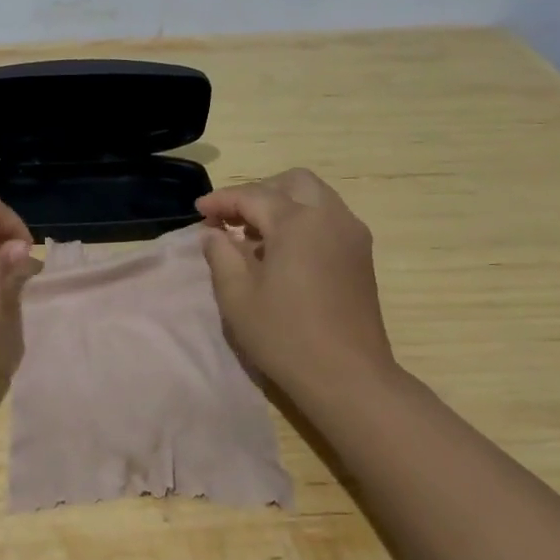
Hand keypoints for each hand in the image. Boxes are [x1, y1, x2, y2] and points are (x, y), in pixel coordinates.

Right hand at [197, 169, 398, 404]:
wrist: (348, 377)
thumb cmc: (285, 335)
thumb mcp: (237, 296)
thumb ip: (221, 254)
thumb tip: (215, 233)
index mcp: (297, 222)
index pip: (253, 196)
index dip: (221, 201)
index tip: (198, 212)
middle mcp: (330, 217)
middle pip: (293, 182)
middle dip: (258, 192)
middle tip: (231, 218)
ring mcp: (352, 235)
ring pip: (315, 197)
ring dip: (282, 205)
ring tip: (254, 236)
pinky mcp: (361, 256)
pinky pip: (328, 220)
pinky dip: (303, 221)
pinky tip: (283, 253)